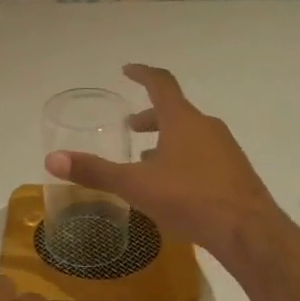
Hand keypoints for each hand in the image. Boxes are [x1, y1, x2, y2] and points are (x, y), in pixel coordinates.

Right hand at [44, 64, 279, 258]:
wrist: (247, 230)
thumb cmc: (189, 198)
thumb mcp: (135, 185)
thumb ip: (95, 172)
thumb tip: (52, 159)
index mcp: (182, 120)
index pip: (161, 83)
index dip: (142, 74)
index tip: (127, 70)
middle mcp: (206, 126)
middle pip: (175, 111)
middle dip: (151, 117)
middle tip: (131, 127)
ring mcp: (225, 149)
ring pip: (190, 134)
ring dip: (167, 140)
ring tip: (147, 160)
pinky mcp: (235, 172)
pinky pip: (204, 155)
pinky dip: (184, 159)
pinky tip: (175, 186)